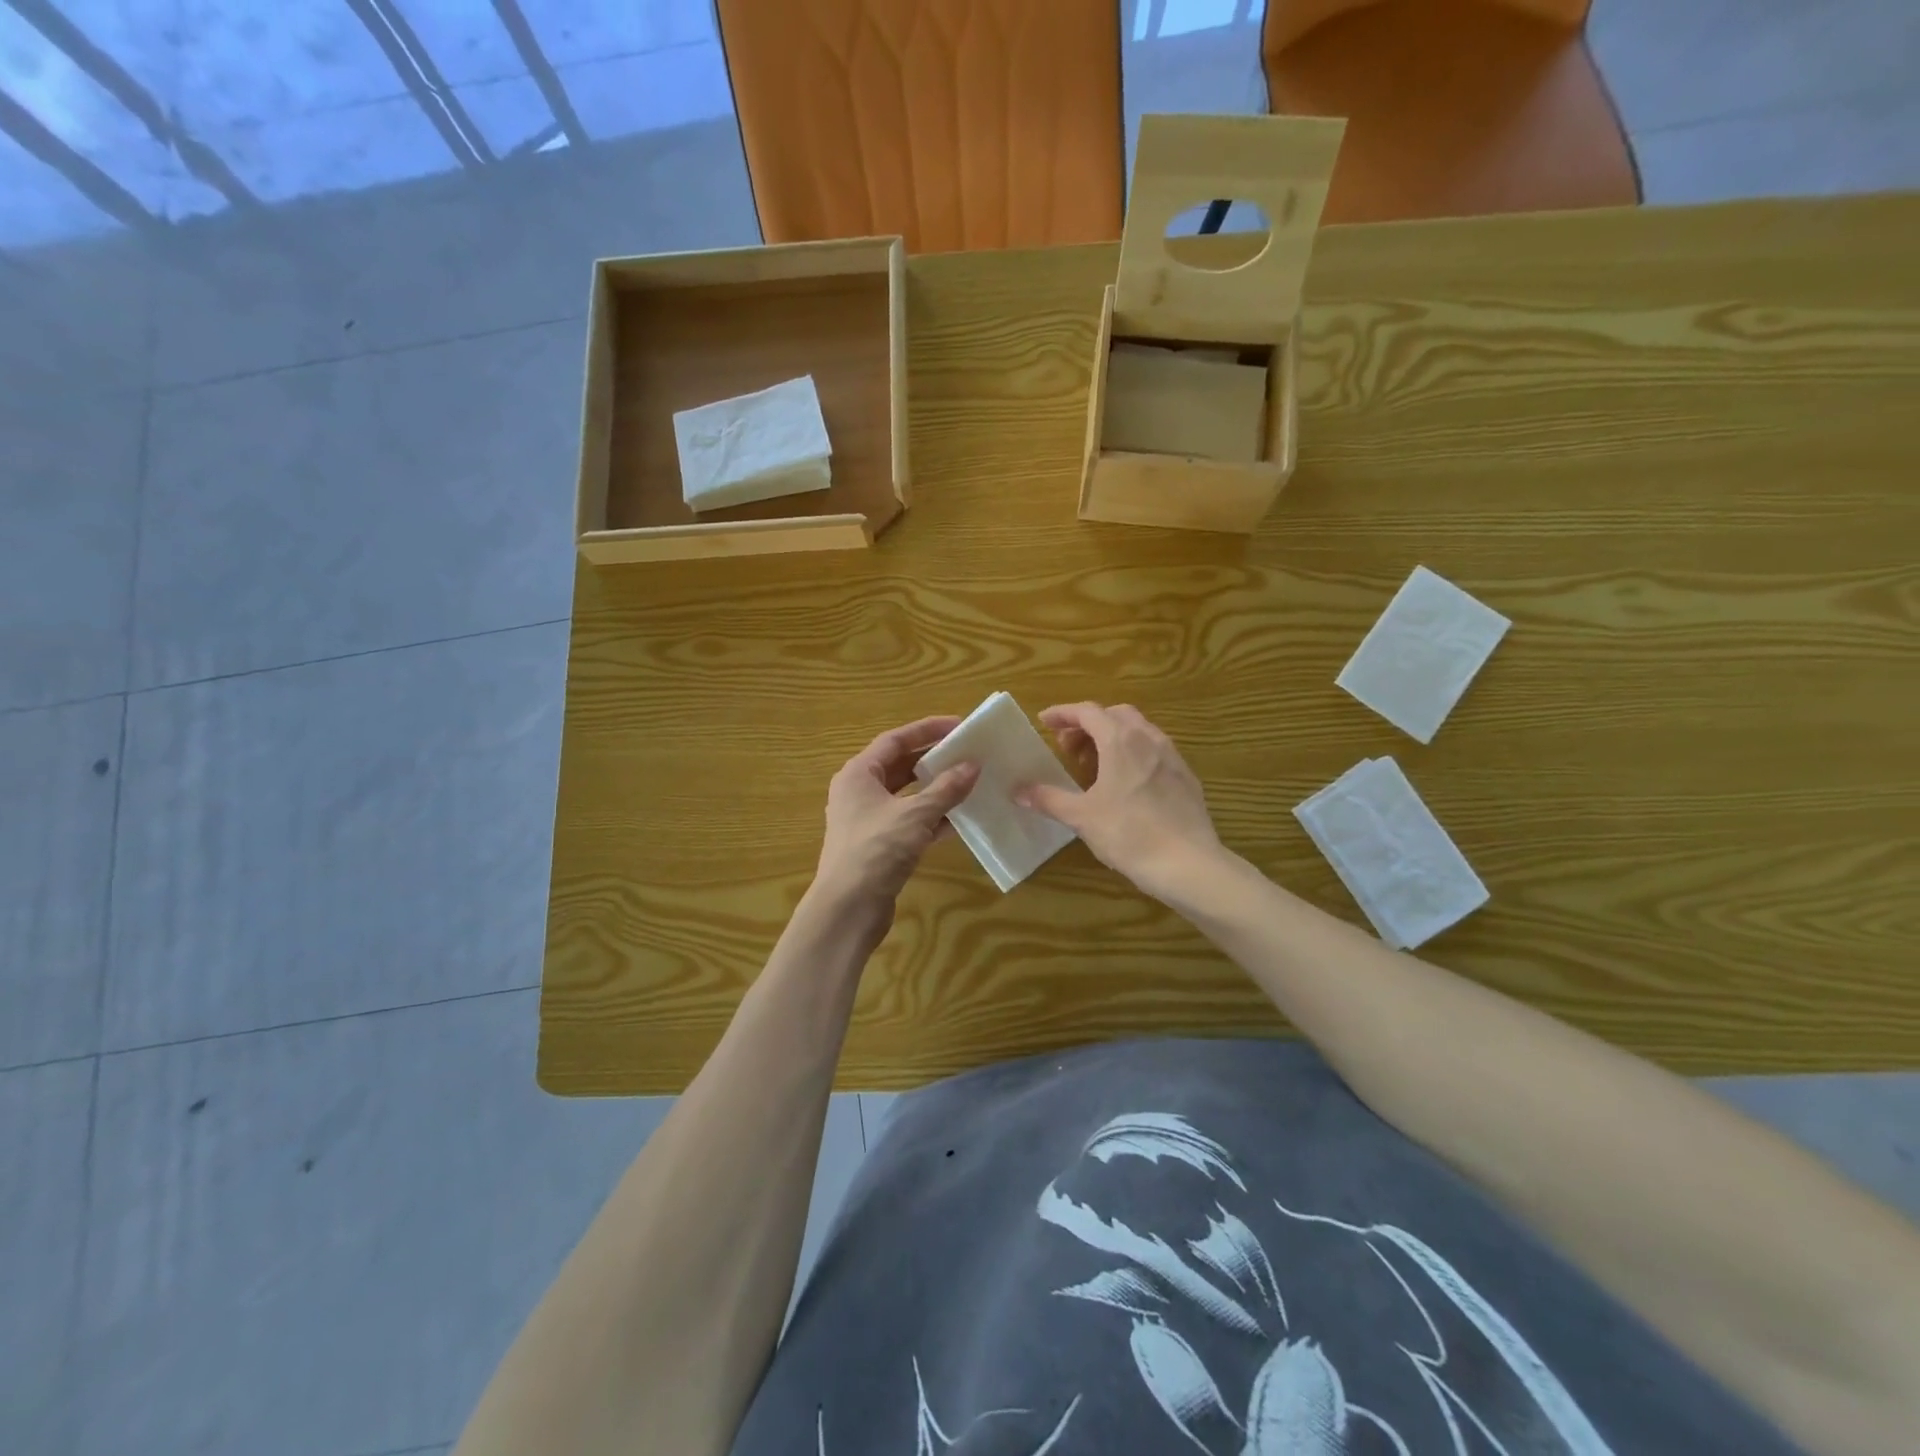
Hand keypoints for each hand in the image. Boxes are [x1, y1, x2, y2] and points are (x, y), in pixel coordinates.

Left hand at [811, 716, 979, 926]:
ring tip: (968, 781)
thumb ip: (945, 789)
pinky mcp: (878, 845)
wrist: (847, 909)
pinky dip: (931, 818)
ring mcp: (868, 820)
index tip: (959, 726)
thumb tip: (973, 766)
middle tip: (967, 752)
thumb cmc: (875, 851)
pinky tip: (958, 820)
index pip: (895, 740)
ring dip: (935, 789)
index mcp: (859, 774)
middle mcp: (859, 792)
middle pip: (900, 765)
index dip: (927, 730)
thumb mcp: (915, 815)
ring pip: (906, 795)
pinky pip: (909, 821)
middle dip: (933, 758)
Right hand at [1016, 702, 1224, 901]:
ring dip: (1112, 739)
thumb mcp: (1082, 817)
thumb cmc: (1129, 834)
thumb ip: (1048, 799)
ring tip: (1094, 768)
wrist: (1188, 863)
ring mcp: (1172, 756)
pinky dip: (1133, 755)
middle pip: (1114, 715)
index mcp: (1120, 740)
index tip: (1044, 722)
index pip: (1087, 711)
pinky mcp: (1186, 777)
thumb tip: (1017, 791)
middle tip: (1068, 749)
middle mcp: (1149, 738)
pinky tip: (1126, 785)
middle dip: (1088, 725)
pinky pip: (1154, 751)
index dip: (1063, 713)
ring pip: (1138, 731)